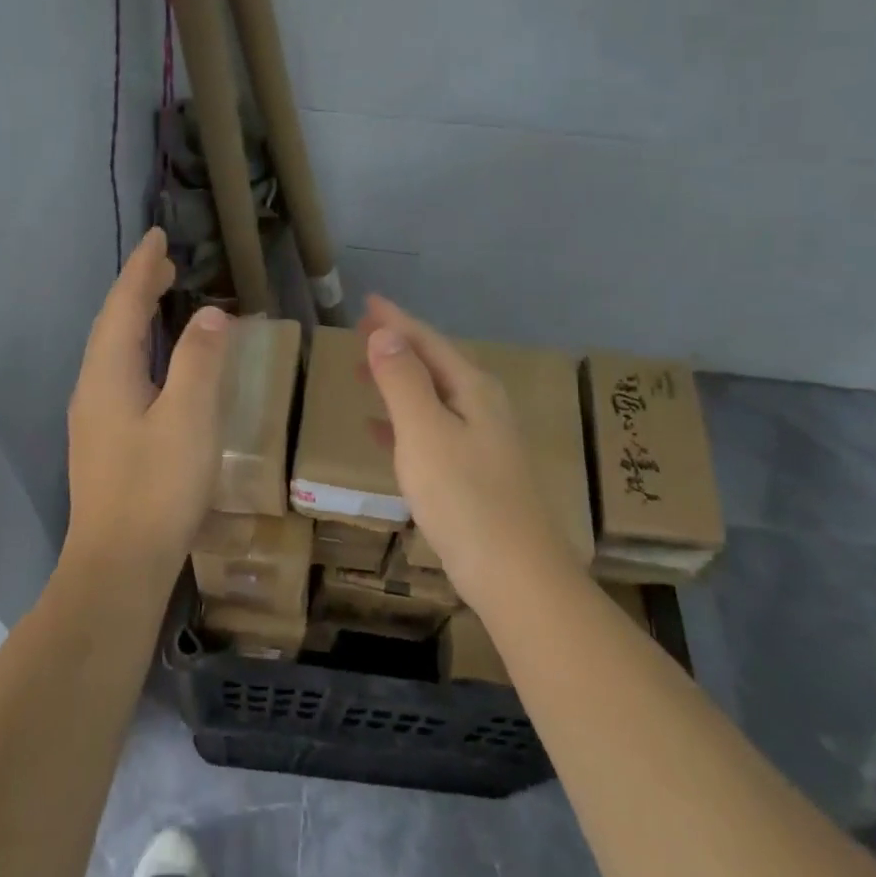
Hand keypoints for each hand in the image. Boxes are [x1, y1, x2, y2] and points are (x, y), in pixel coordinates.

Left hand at [65, 228, 232, 575]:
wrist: (117, 566)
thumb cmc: (157, 489)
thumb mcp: (189, 419)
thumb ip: (201, 361)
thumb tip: (210, 314)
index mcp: (108, 373)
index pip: (124, 305)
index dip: (142, 268)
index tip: (158, 236)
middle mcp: (93, 387)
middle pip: (114, 324)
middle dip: (138, 288)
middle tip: (166, 261)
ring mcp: (95, 416)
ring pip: (115, 350)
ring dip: (138, 317)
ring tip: (163, 298)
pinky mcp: (105, 440)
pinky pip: (121, 373)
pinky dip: (141, 349)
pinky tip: (158, 364)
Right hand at [359, 296, 570, 604]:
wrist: (515, 574)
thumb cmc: (465, 497)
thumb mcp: (425, 432)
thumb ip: (403, 380)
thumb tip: (385, 333)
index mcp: (473, 389)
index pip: (428, 342)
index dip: (396, 321)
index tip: (367, 302)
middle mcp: (481, 407)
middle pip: (432, 364)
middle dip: (397, 346)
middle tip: (360, 331)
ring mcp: (480, 441)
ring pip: (430, 397)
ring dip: (397, 381)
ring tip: (363, 372)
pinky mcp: (472, 473)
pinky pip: (429, 431)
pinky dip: (402, 422)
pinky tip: (379, 431)